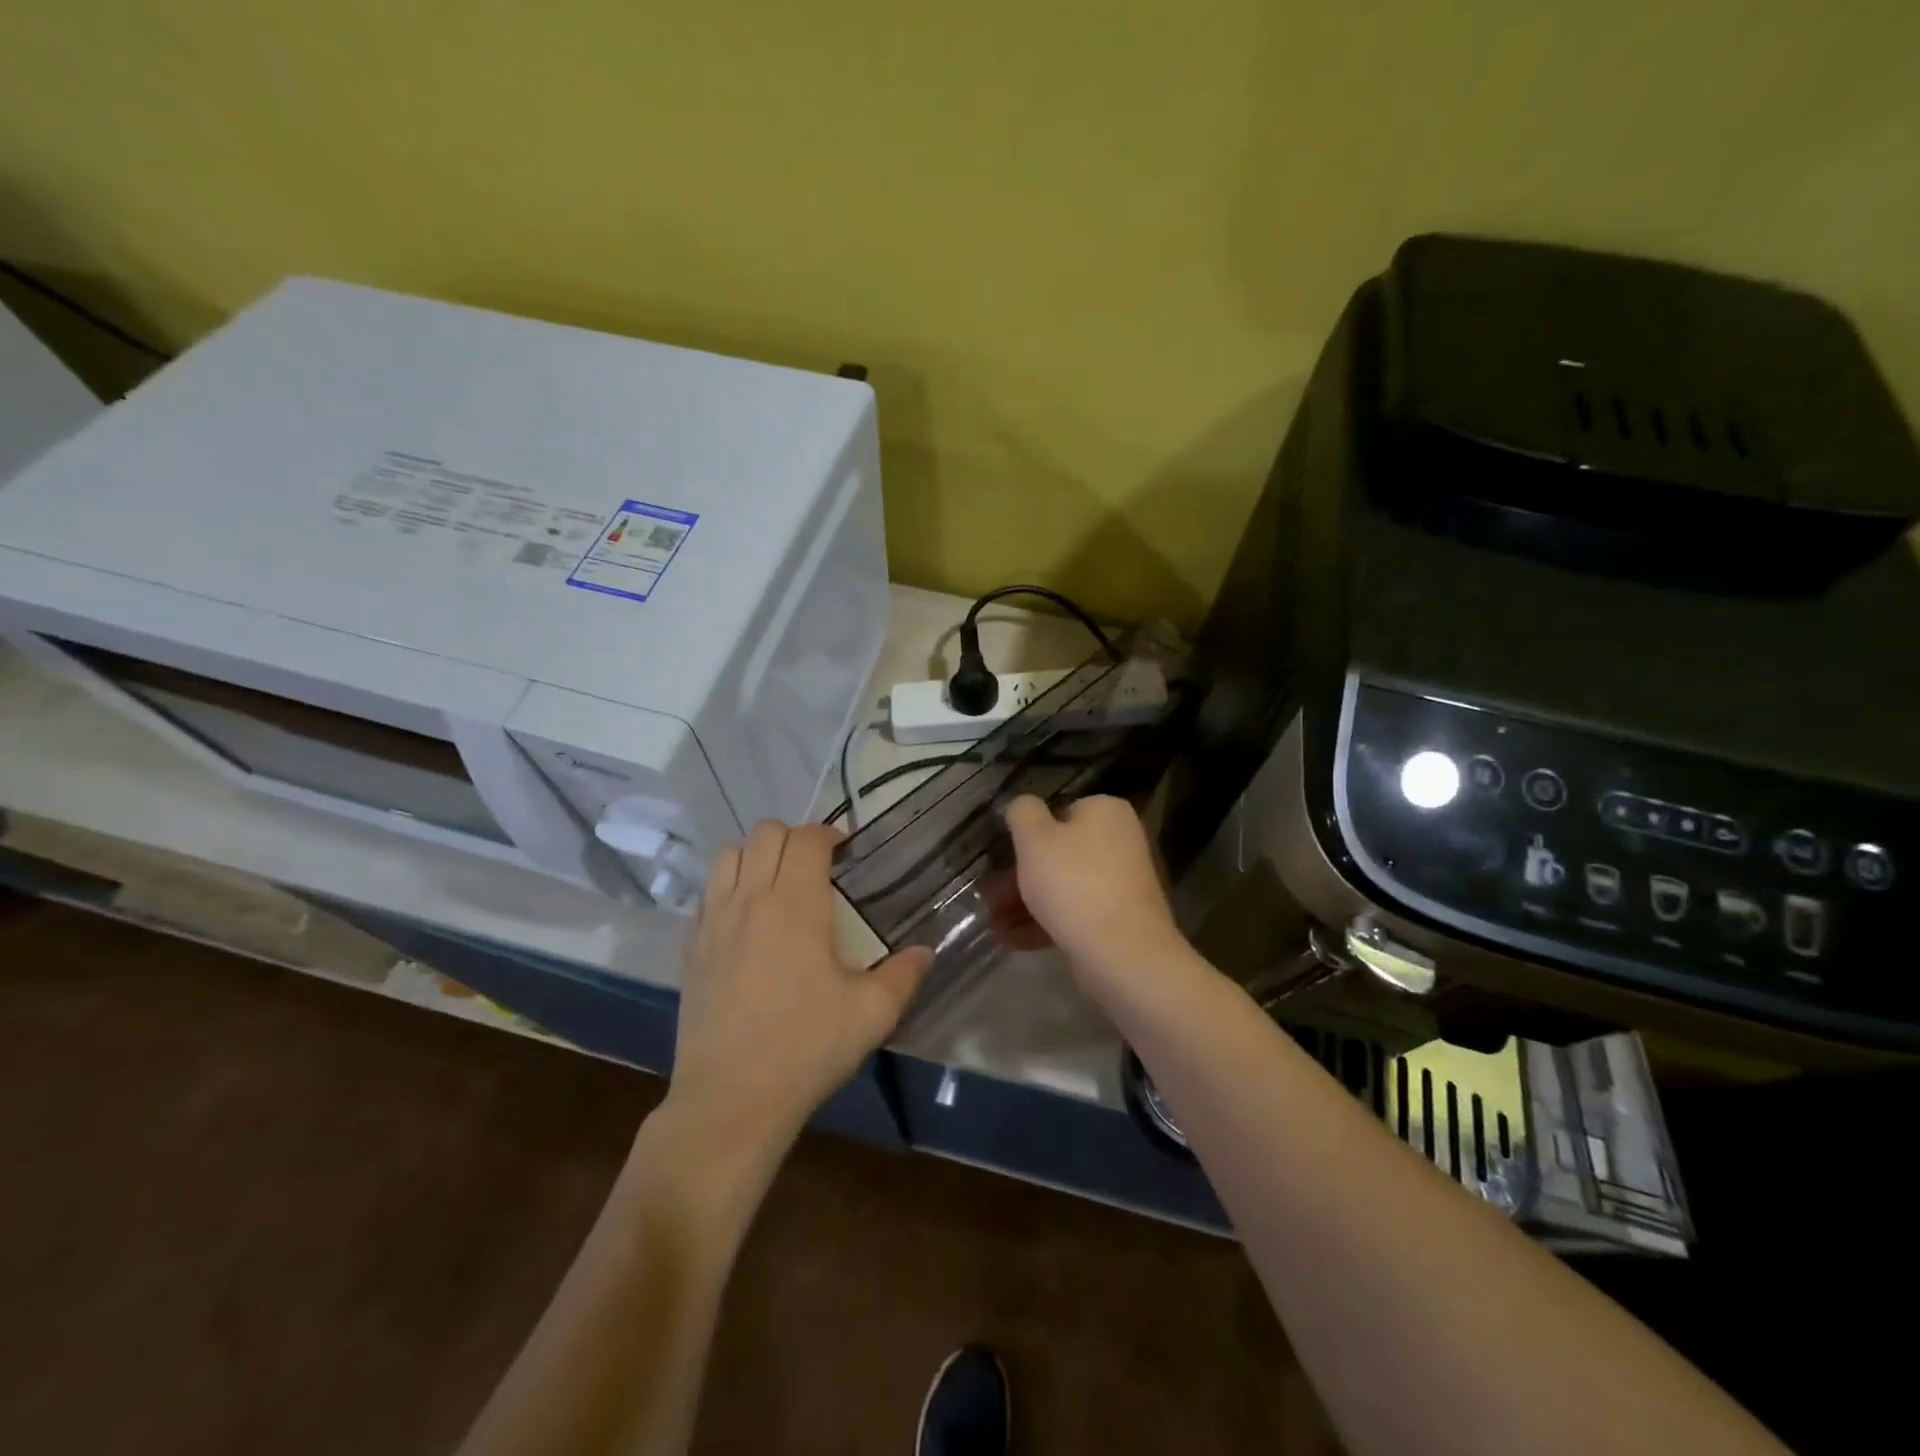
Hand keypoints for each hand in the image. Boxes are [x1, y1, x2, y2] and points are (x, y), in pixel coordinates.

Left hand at [669, 822, 930, 1156]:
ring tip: (777, 885)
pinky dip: (728, 887)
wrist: (731, 1098)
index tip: (845, 853)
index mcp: (795, 904)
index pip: (807, 839)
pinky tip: (746, 921)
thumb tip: (926, 951)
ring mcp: (713, 921)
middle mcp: (750, 899)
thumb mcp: (871, 1013)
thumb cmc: (807, 1048)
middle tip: (815, 868)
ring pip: (728, 855)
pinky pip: (707, 893)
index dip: (829, 834)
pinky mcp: (691, 947)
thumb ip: (903, 975)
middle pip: (765, 833)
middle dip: (794, 838)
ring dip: (756, 856)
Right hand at [1001, 795, 1187, 984]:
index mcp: (1106, 811)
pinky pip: (1076, 912)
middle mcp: (1120, 840)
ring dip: (1025, 902)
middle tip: (989, 896)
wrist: (1122, 952)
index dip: (1026, 835)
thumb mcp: (1034, 838)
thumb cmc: (1074, 883)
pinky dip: (1046, 922)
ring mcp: (1122, 882)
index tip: (1000, 858)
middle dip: (1018, 877)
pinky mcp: (1120, 918)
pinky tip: (1013, 939)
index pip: (1058, 812)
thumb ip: (1022, 812)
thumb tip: (1021, 804)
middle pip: (1058, 853)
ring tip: (994, 923)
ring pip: (1063, 886)